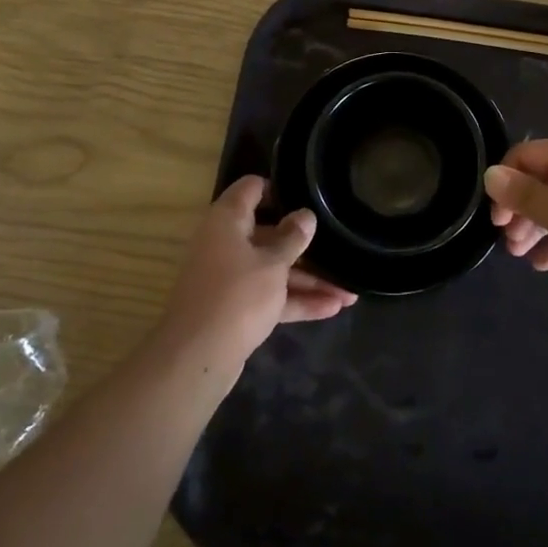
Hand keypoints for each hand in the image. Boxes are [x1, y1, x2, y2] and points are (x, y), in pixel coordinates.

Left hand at [160, 176, 356, 371]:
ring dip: (310, 280)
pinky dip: (297, 300)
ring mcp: (231, 277)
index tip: (309, 195)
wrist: (197, 358)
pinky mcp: (236, 307)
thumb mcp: (273, 263)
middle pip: (269, 233)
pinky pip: (271, 296)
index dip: (279, 188)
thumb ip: (292, 238)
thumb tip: (306, 215)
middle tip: (339, 246)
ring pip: (274, 269)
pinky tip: (333, 308)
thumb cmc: (237, 295)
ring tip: (350, 292)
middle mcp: (226, 243)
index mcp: (228, 220)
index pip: (252, 188)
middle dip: (306, 245)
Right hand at [485, 139, 547, 297]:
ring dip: (536, 227)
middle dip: (520, 209)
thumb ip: (525, 195)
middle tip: (507, 242)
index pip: (526, 155)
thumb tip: (490, 174)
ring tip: (520, 256)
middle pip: (542, 180)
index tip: (496, 217)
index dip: (505, 182)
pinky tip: (544, 264)